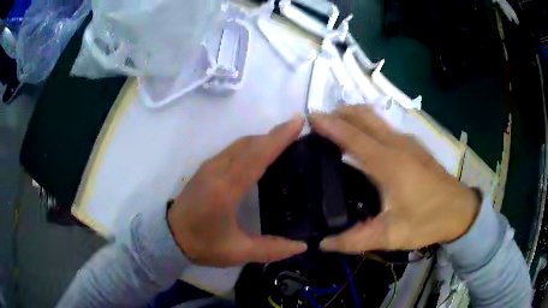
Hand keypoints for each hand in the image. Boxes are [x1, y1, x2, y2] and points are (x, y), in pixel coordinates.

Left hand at [167, 117, 307, 266]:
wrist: (168, 235)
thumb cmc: (201, 244)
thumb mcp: (237, 252)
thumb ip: (271, 249)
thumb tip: (301, 246)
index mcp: (226, 189)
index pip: (256, 156)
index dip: (278, 138)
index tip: (297, 122)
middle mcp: (217, 170)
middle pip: (249, 144)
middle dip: (274, 134)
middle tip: (297, 129)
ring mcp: (209, 167)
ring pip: (240, 144)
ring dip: (262, 138)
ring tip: (283, 139)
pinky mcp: (205, 168)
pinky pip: (232, 149)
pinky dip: (251, 145)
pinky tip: (259, 152)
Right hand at [309, 105, 479, 253]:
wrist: (461, 211)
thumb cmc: (428, 221)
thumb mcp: (391, 235)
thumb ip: (355, 240)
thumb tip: (323, 243)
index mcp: (389, 163)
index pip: (352, 136)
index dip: (330, 124)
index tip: (310, 116)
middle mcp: (397, 144)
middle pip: (364, 116)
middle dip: (340, 113)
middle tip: (319, 122)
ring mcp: (407, 142)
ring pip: (375, 118)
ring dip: (353, 116)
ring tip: (335, 126)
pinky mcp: (414, 146)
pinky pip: (384, 126)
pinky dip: (367, 124)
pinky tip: (363, 140)